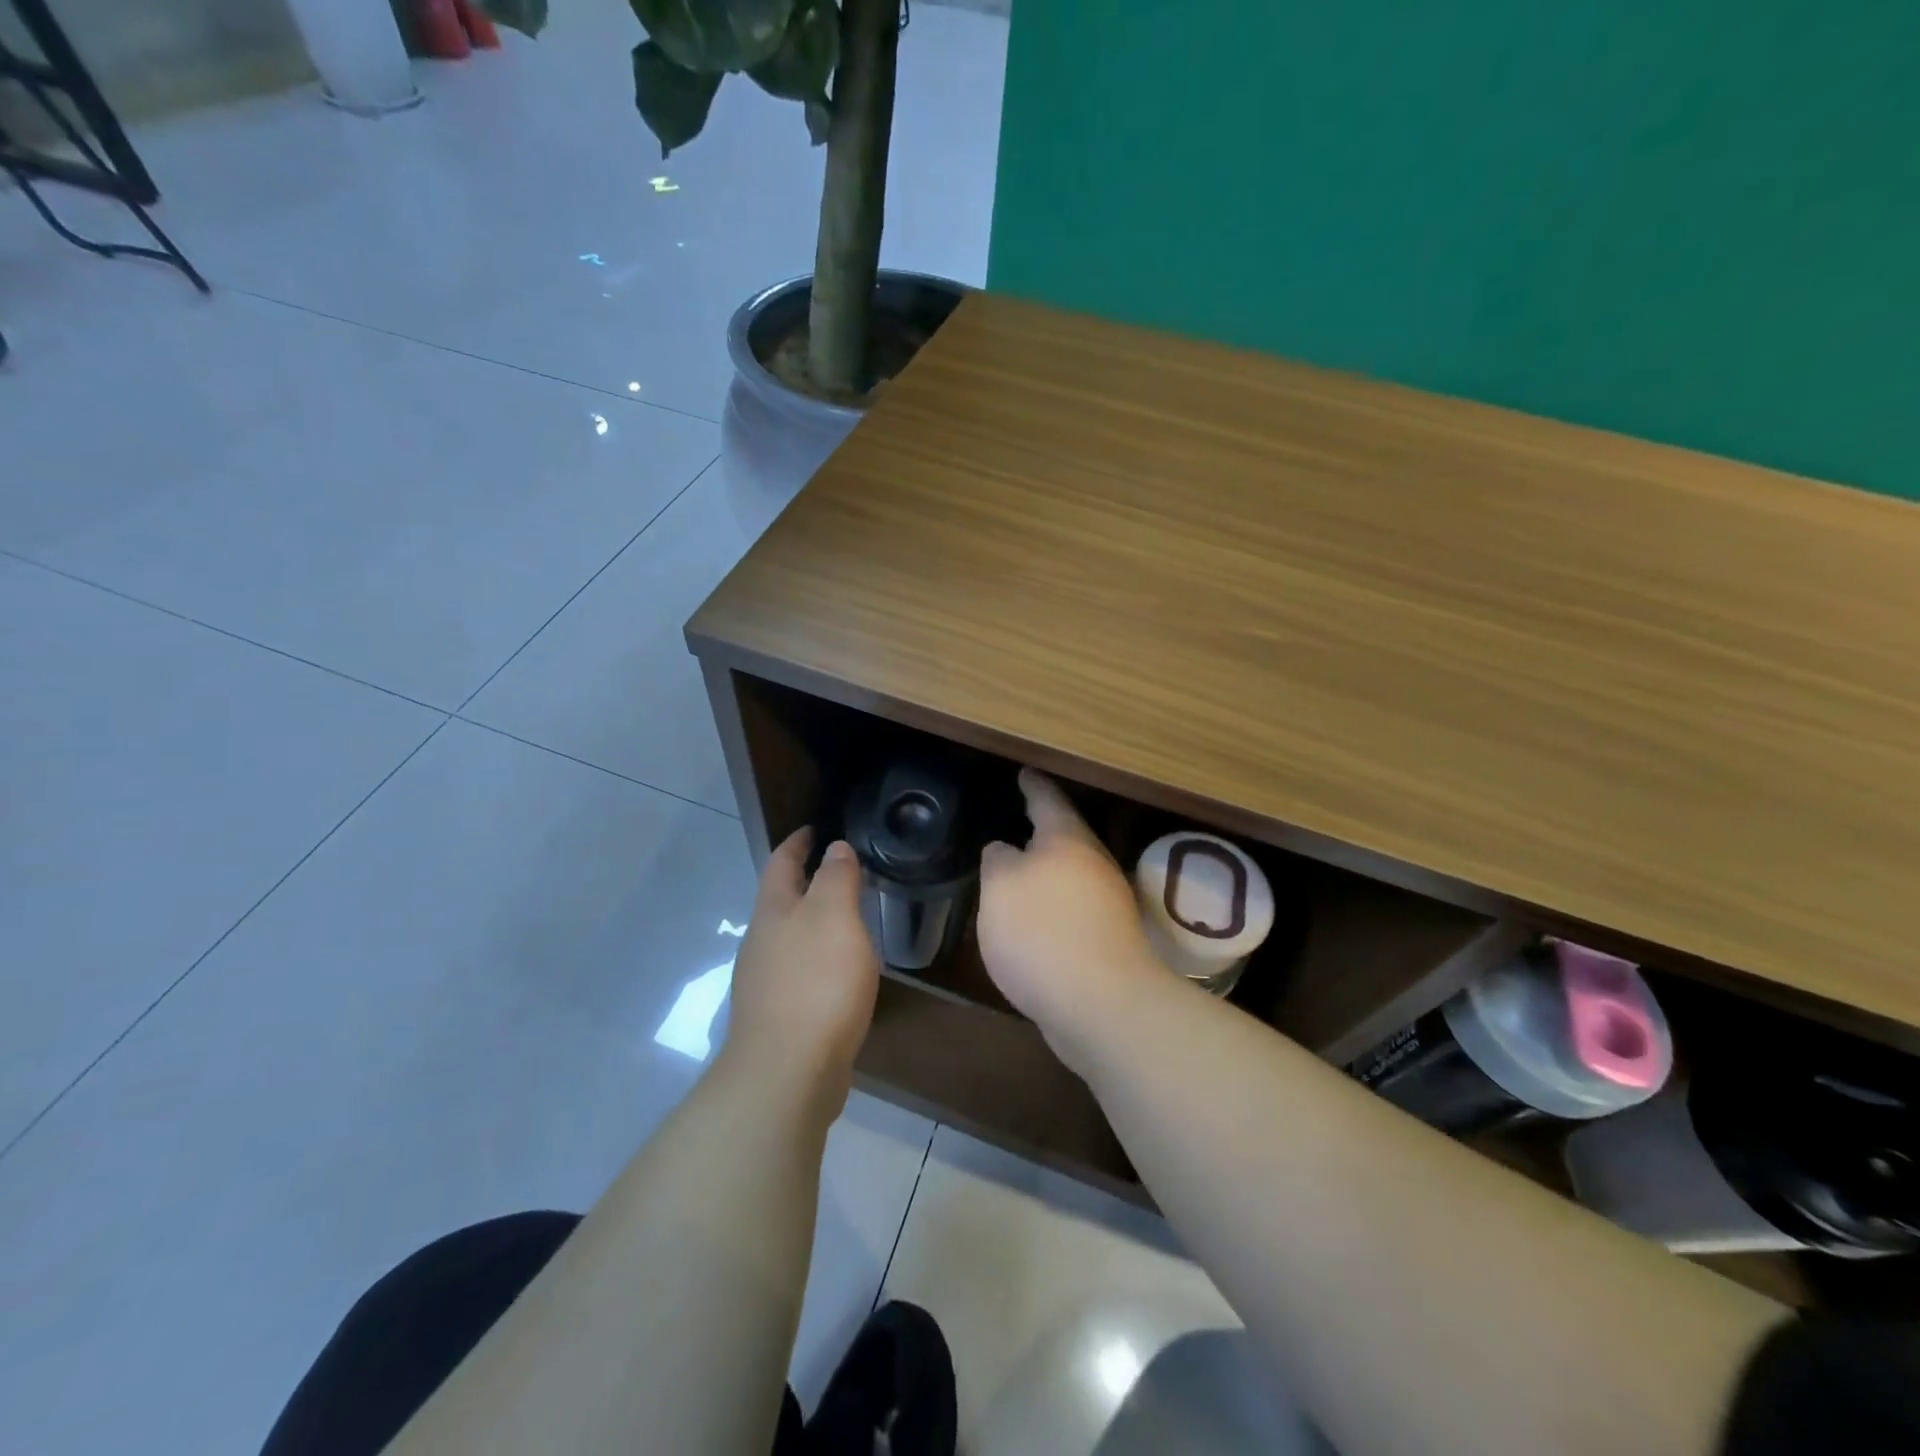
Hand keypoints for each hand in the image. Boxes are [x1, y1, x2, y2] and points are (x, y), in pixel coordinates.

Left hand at [723, 829, 879, 1115]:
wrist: (787, 1073)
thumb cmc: (815, 983)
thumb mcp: (834, 917)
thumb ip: (836, 877)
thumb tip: (834, 848)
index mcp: (772, 910)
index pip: (781, 861)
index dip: (798, 841)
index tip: (816, 827)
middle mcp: (761, 941)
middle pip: (781, 900)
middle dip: (805, 881)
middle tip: (843, 870)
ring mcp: (764, 981)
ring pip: (789, 937)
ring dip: (813, 921)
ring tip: (847, 917)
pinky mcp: (778, 1016)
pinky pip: (799, 971)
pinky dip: (818, 958)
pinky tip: (839, 971)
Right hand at [977, 770, 1166, 1077]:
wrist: (1101, 1005)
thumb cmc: (1042, 932)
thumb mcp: (1000, 886)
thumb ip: (998, 861)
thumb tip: (1005, 851)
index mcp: (1067, 840)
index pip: (1048, 799)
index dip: (1033, 785)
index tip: (1024, 772)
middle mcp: (1094, 864)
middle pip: (1067, 837)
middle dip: (1042, 831)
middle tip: (1016, 822)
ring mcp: (1108, 904)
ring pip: (1073, 875)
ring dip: (1049, 873)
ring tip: (1018, 873)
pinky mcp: (1110, 942)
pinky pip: (1076, 911)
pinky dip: (1055, 908)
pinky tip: (1036, 921)